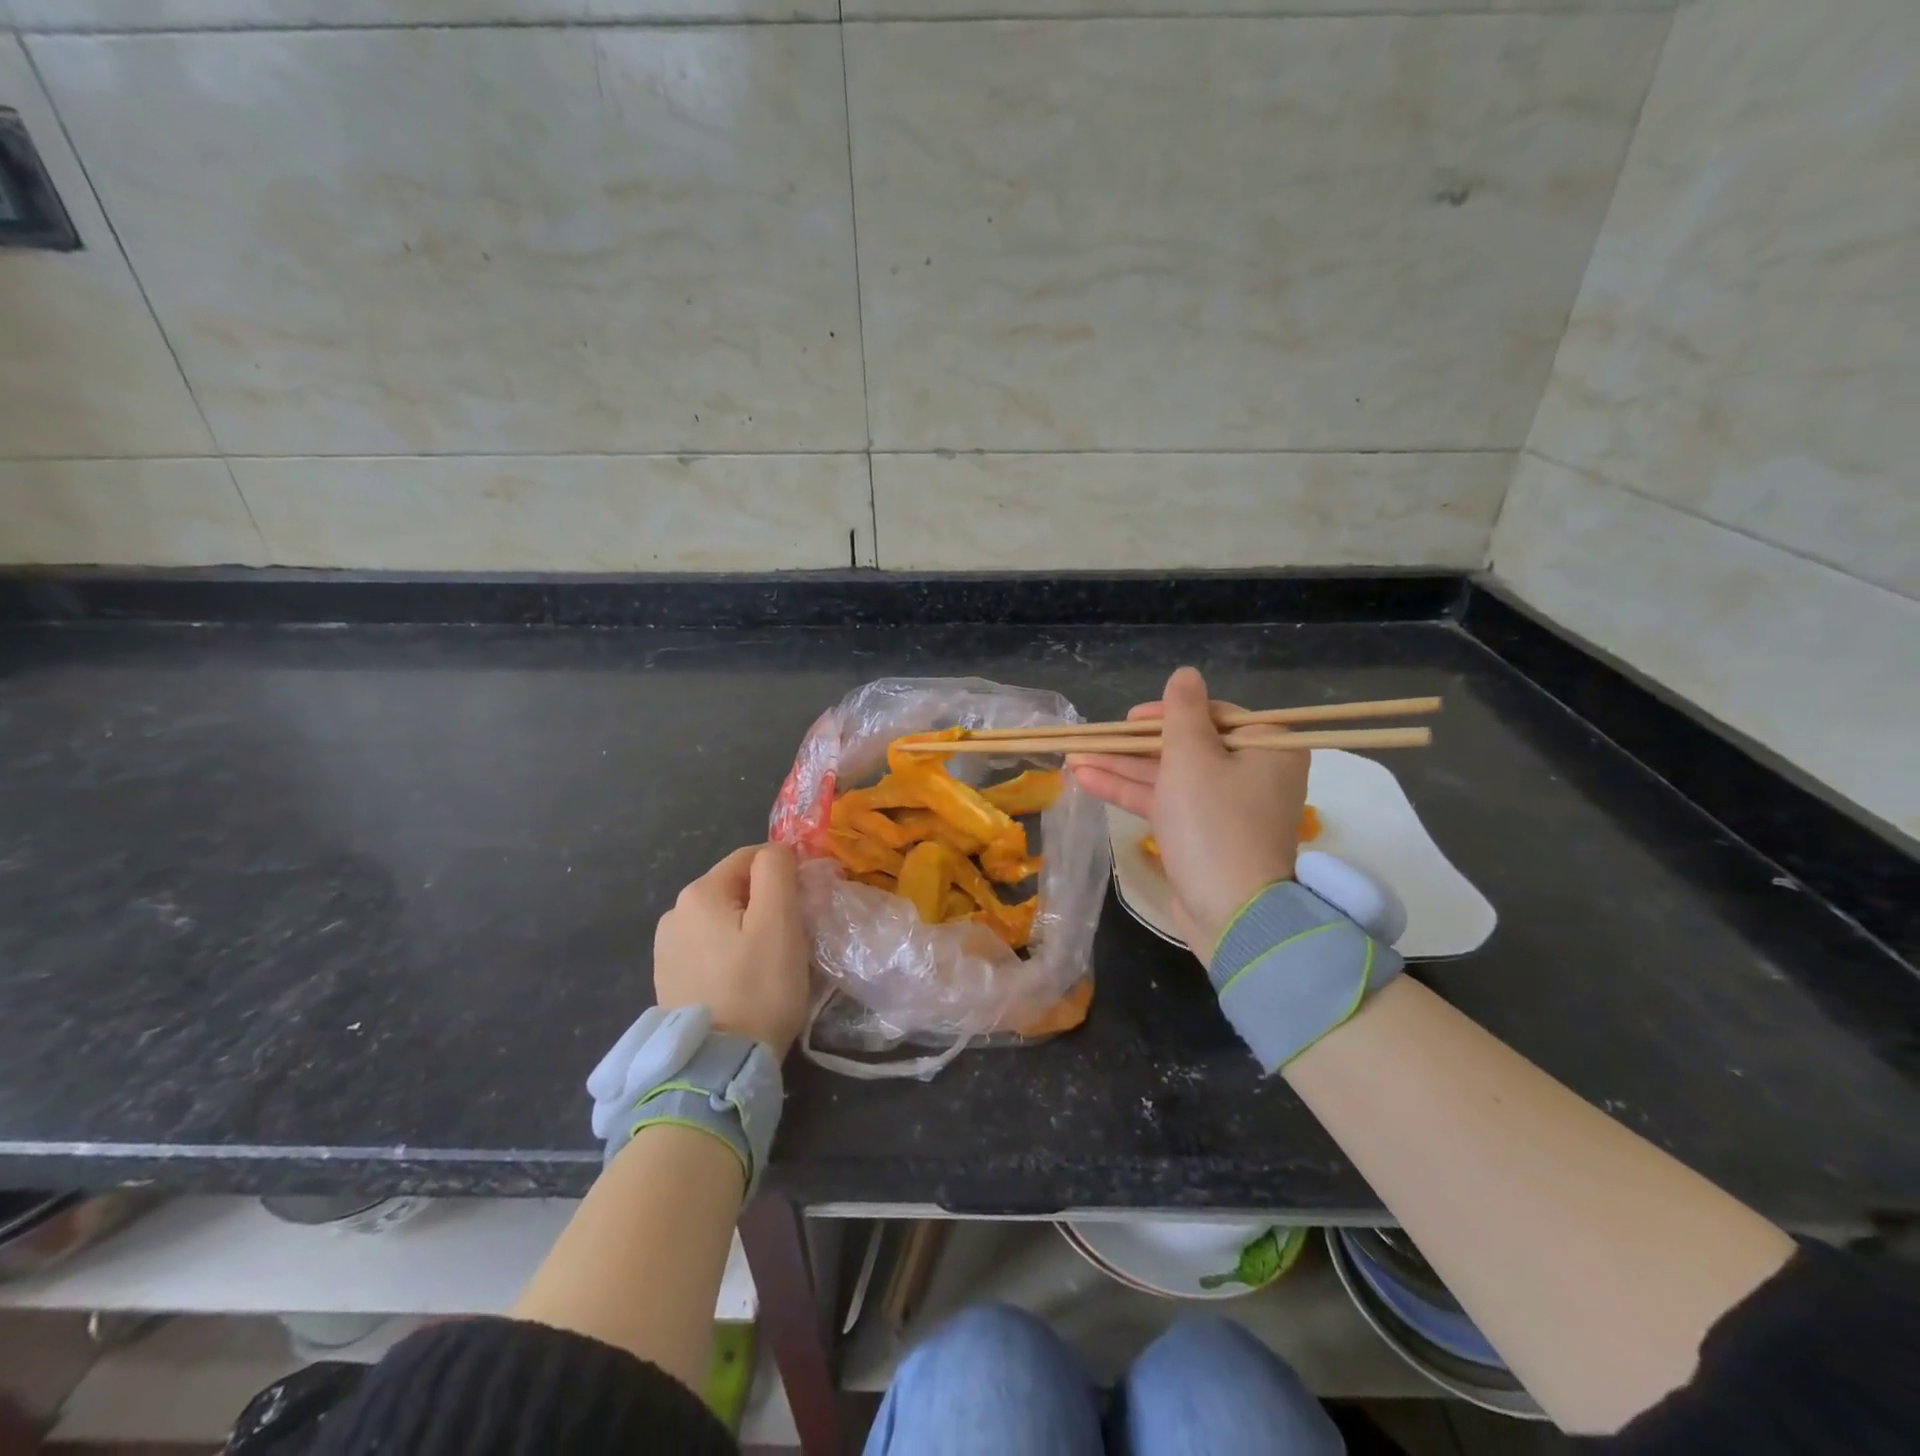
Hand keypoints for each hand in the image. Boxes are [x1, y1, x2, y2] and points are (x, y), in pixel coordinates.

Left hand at [654, 843, 810, 1057]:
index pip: (752, 857)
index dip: (785, 873)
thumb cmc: (757, 987)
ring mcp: (666, 947)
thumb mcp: (779, 921)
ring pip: (723, 918)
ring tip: (768, 962)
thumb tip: (776, 851)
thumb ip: (777, 871)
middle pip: (736, 888)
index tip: (805, 904)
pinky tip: (742, 980)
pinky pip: (709, 947)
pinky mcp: (668, 978)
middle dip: (766, 902)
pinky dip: (730, 952)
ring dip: (747, 928)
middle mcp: (674, 912)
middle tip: (792, 937)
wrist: (717, 1066)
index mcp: (699, 892)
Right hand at [1071, 666, 1308, 953]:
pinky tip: (1086, 781)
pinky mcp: (1203, 836)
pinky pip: (1166, 803)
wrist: (1231, 913)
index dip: (1166, 714)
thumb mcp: (1192, 757)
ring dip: (1122, 768)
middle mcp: (1252, 773)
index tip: (1130, 719)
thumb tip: (1186, 674)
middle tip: (1093, 739)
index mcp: (1267, 748)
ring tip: (1074, 759)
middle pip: (1186, 746)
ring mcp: (1226, 808)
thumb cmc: (1214, 823)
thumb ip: (1182, 712)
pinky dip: (1130, 792)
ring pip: (1169, 776)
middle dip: (1133, 745)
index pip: (1213, 715)